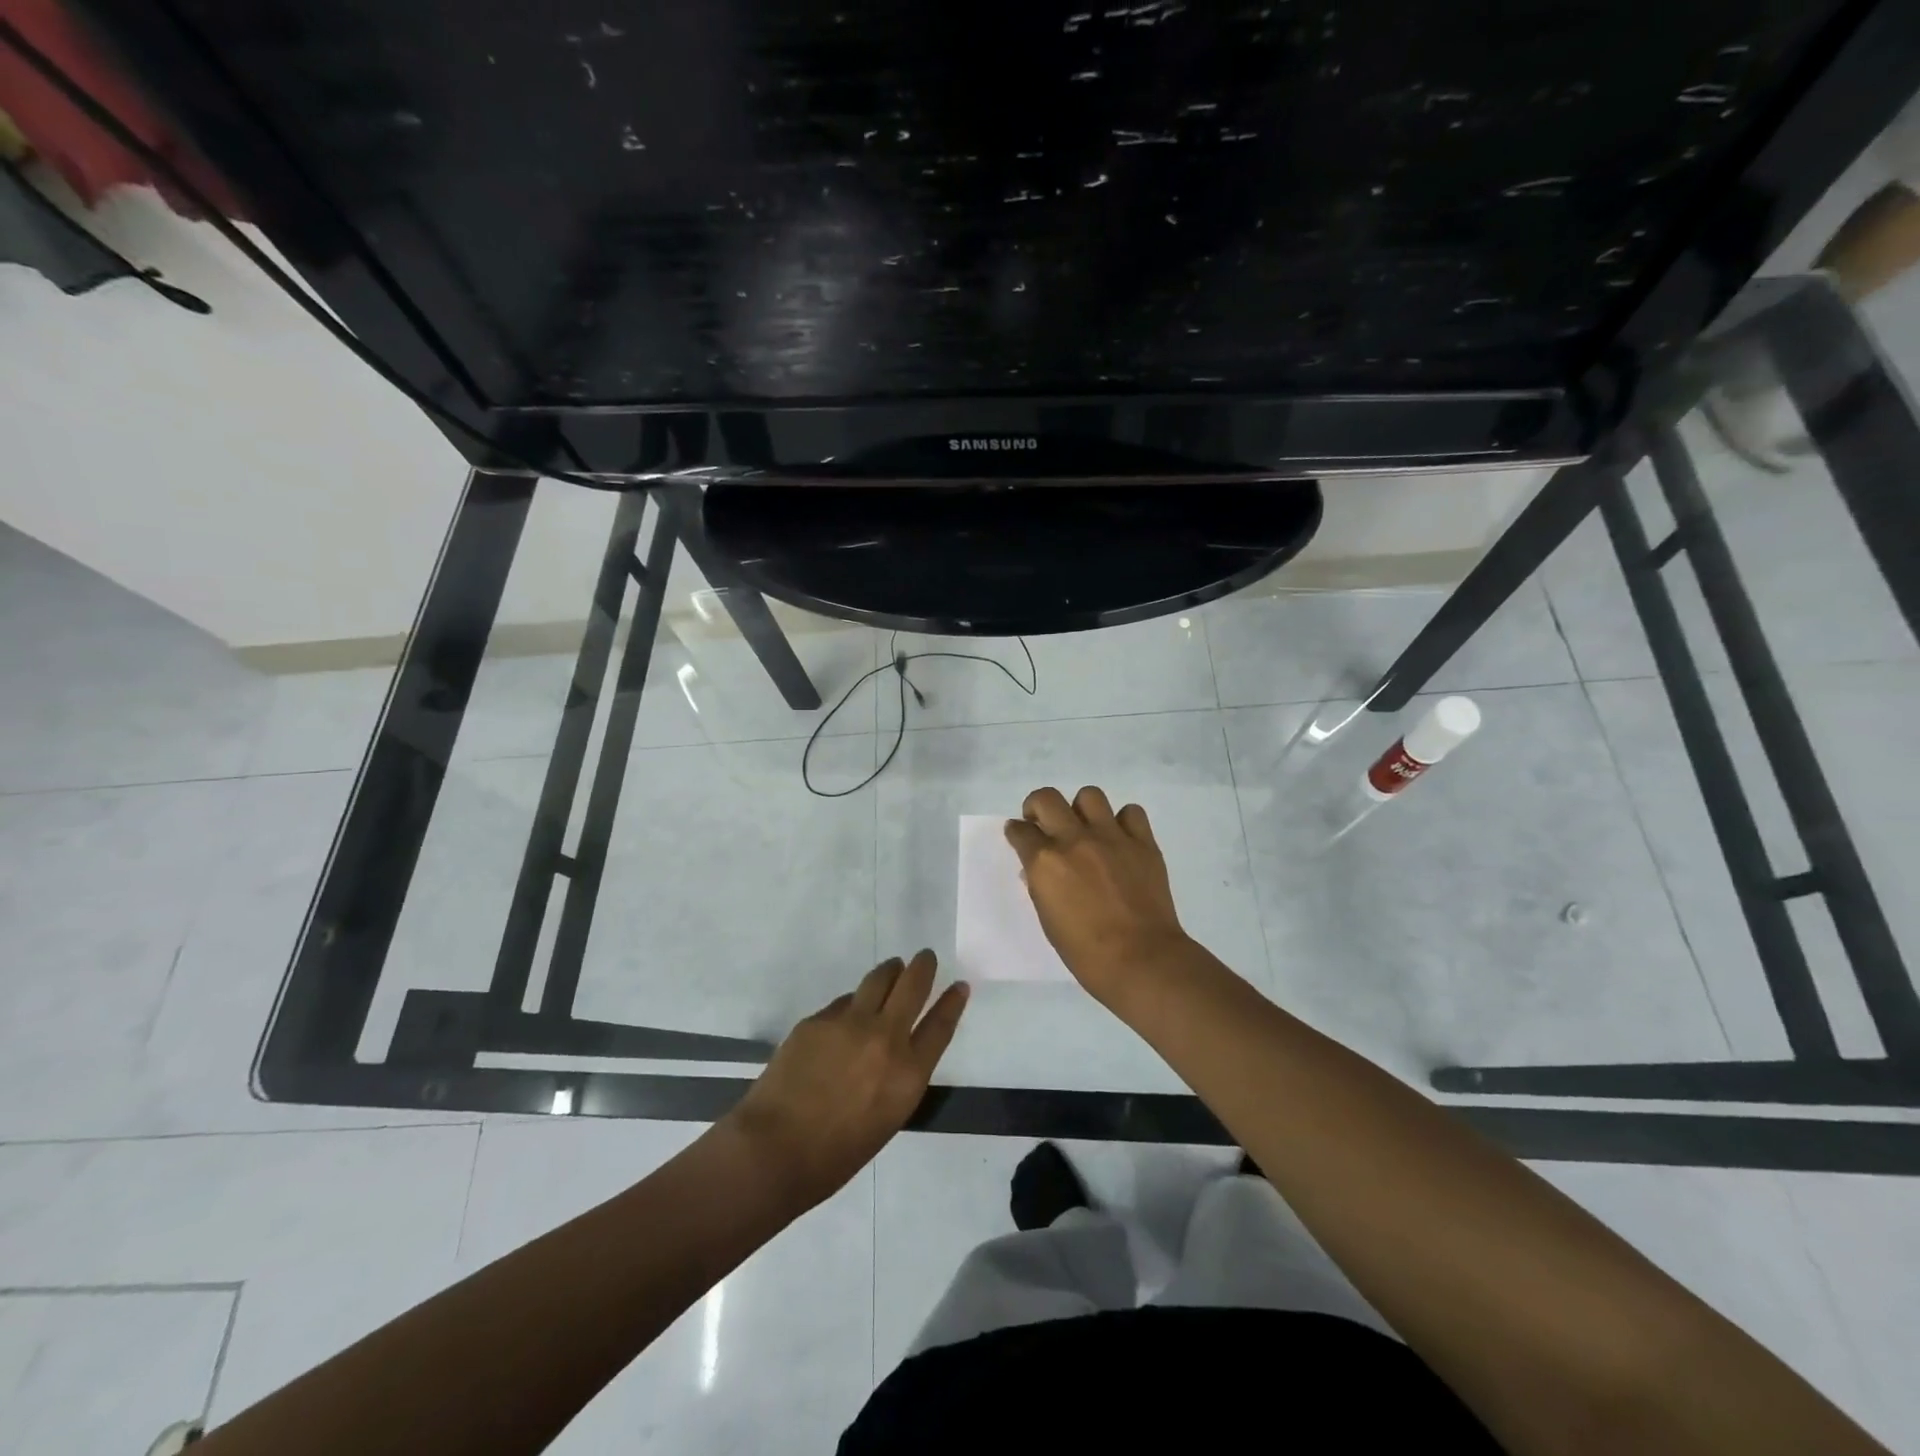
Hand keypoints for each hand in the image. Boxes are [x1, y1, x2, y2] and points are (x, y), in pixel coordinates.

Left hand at [727, 951, 967, 1207]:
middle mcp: (885, 1038)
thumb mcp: (887, 1119)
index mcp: (908, 1073)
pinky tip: (847, 1014)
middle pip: (912, 987)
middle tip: (925, 957)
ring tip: (892, 967)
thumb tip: (896, 1048)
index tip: (959, 985)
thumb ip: (899, 1077)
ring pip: (878, 980)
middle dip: (923, 967)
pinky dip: (852, 1004)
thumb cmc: (836, 1155)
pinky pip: (843, 1003)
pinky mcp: (818, 1019)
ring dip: (890, 971)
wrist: (775, 1150)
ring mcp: (850, 1023)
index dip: (952, 1002)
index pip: (940, 1025)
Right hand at [1005, 785, 1191, 999]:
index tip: (1019, 835)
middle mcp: (1074, 839)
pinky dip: (1123, 821)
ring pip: (1090, 795)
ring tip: (1085, 828)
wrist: (1141, 959)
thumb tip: (1038, 869)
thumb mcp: (1048, 918)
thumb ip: (1041, 884)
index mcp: (1045, 861)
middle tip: (1044, 824)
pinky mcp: (1142, 842)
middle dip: (1038, 807)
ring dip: (1081, 809)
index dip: (1016, 831)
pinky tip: (1120, 839)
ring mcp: (1111, 837)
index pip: (1020, 830)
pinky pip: (1131, 813)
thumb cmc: (1085, 951)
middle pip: (1047, 798)